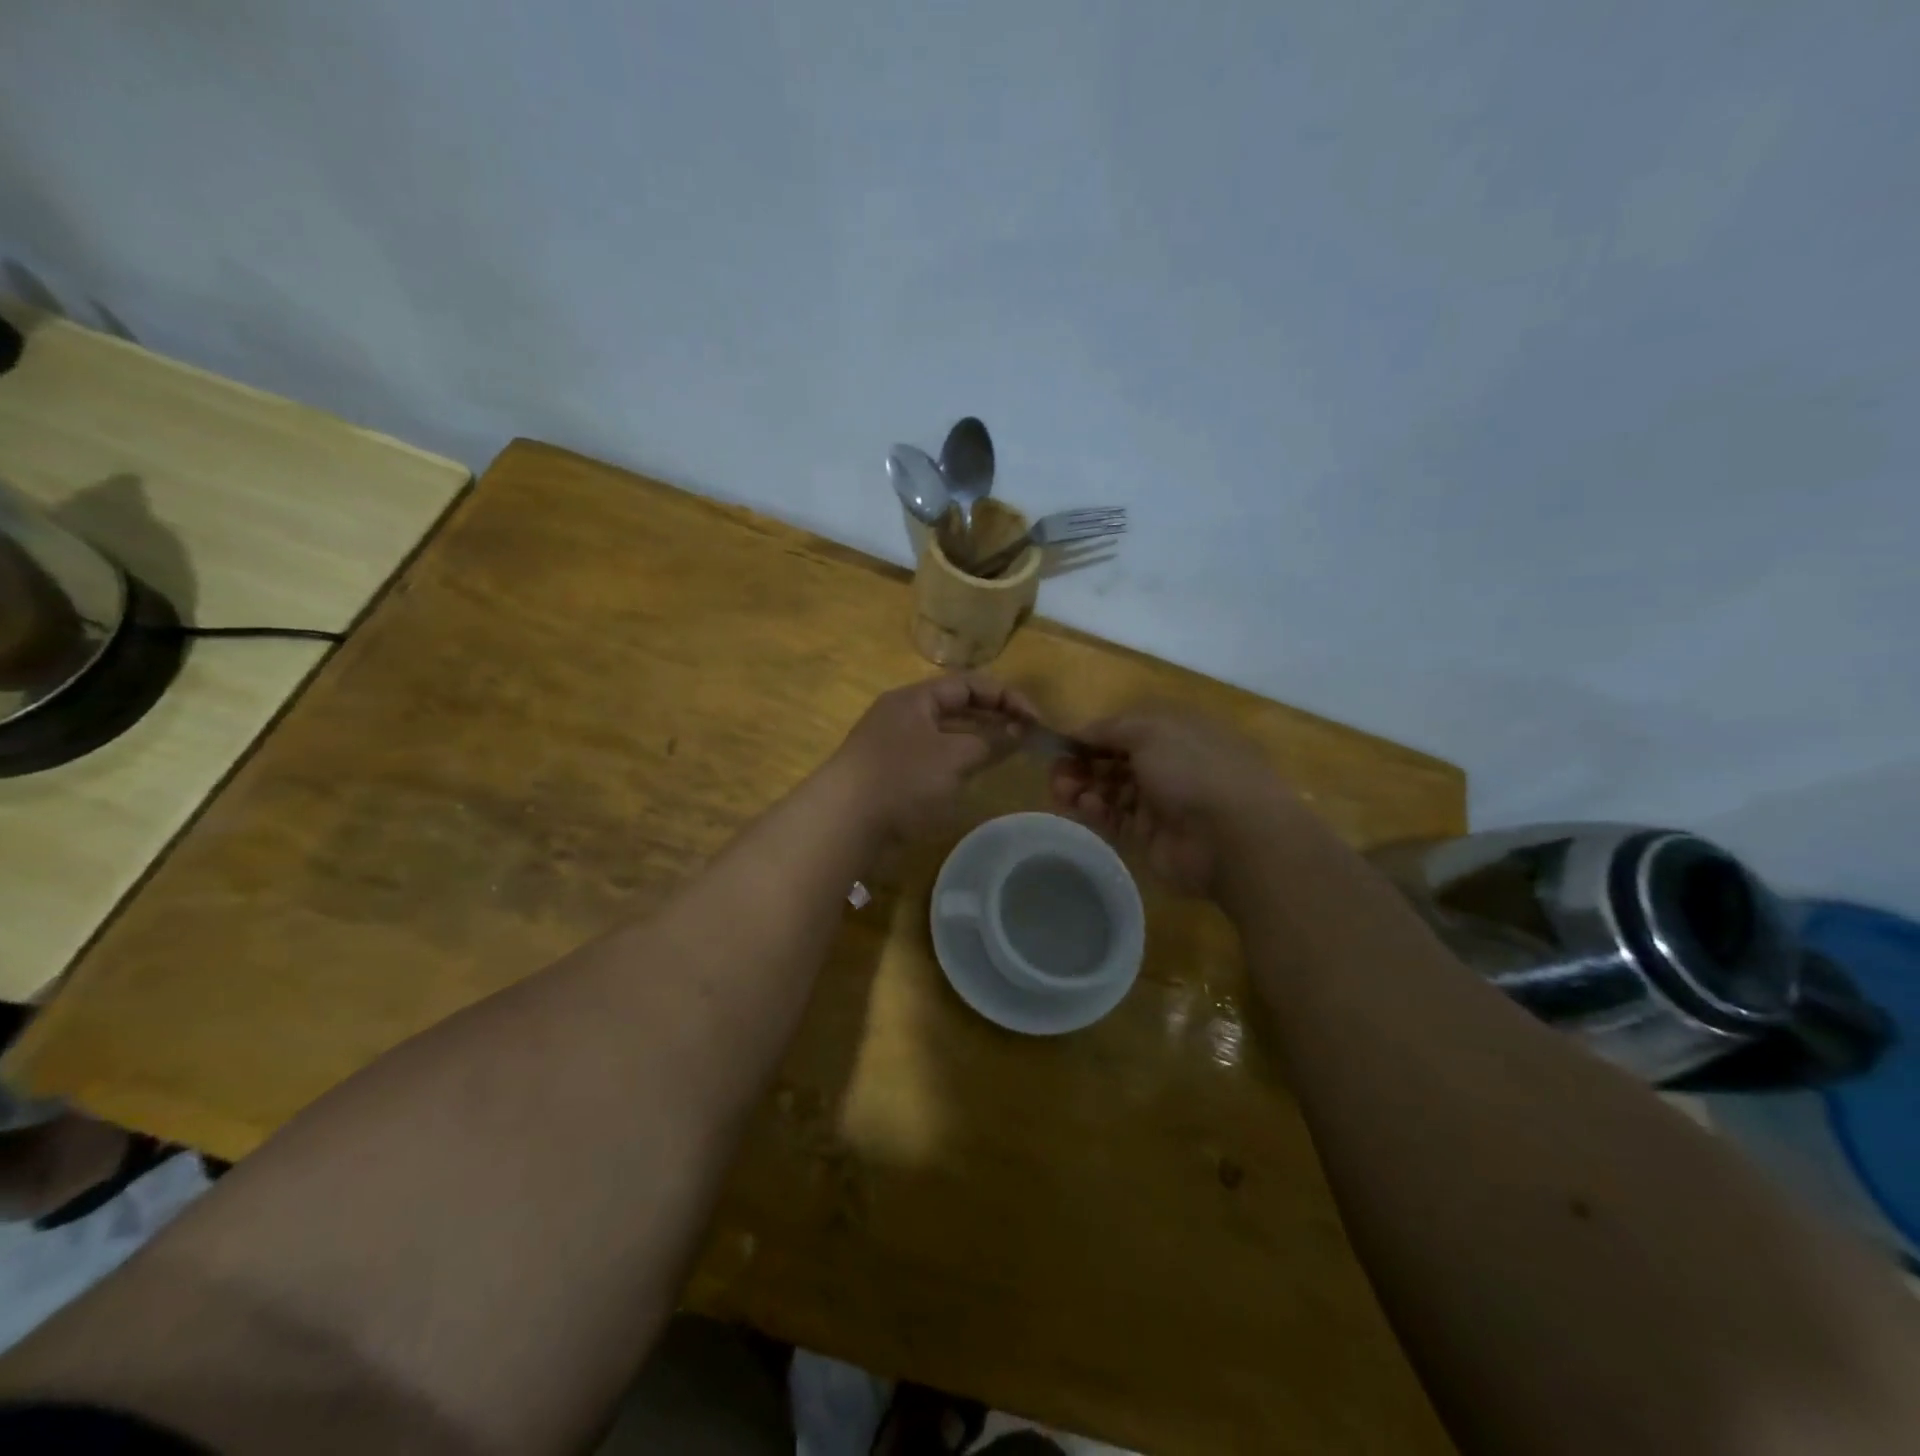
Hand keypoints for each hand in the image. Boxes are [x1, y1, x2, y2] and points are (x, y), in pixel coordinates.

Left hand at [829, 673, 1038, 840]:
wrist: (843, 822)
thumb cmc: (902, 779)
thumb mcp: (954, 757)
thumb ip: (991, 741)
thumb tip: (1020, 730)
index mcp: (915, 698)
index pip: (969, 684)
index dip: (1006, 696)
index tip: (1035, 720)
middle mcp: (903, 714)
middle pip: (956, 705)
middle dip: (993, 716)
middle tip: (1026, 734)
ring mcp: (894, 744)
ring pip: (945, 732)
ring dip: (977, 738)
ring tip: (1007, 752)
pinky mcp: (890, 772)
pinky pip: (932, 756)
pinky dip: (957, 760)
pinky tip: (973, 774)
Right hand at [1050, 709, 1295, 896]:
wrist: (1232, 836)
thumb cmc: (1193, 769)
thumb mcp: (1150, 731)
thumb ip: (1110, 728)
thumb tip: (1081, 731)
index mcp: (1174, 733)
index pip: (1124, 731)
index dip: (1092, 736)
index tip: (1062, 743)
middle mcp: (1167, 765)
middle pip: (1113, 761)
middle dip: (1081, 763)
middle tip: (1056, 773)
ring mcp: (1159, 803)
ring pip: (1109, 791)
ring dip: (1082, 787)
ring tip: (1062, 791)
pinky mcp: (1149, 836)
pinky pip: (1114, 819)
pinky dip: (1095, 811)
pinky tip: (1083, 807)